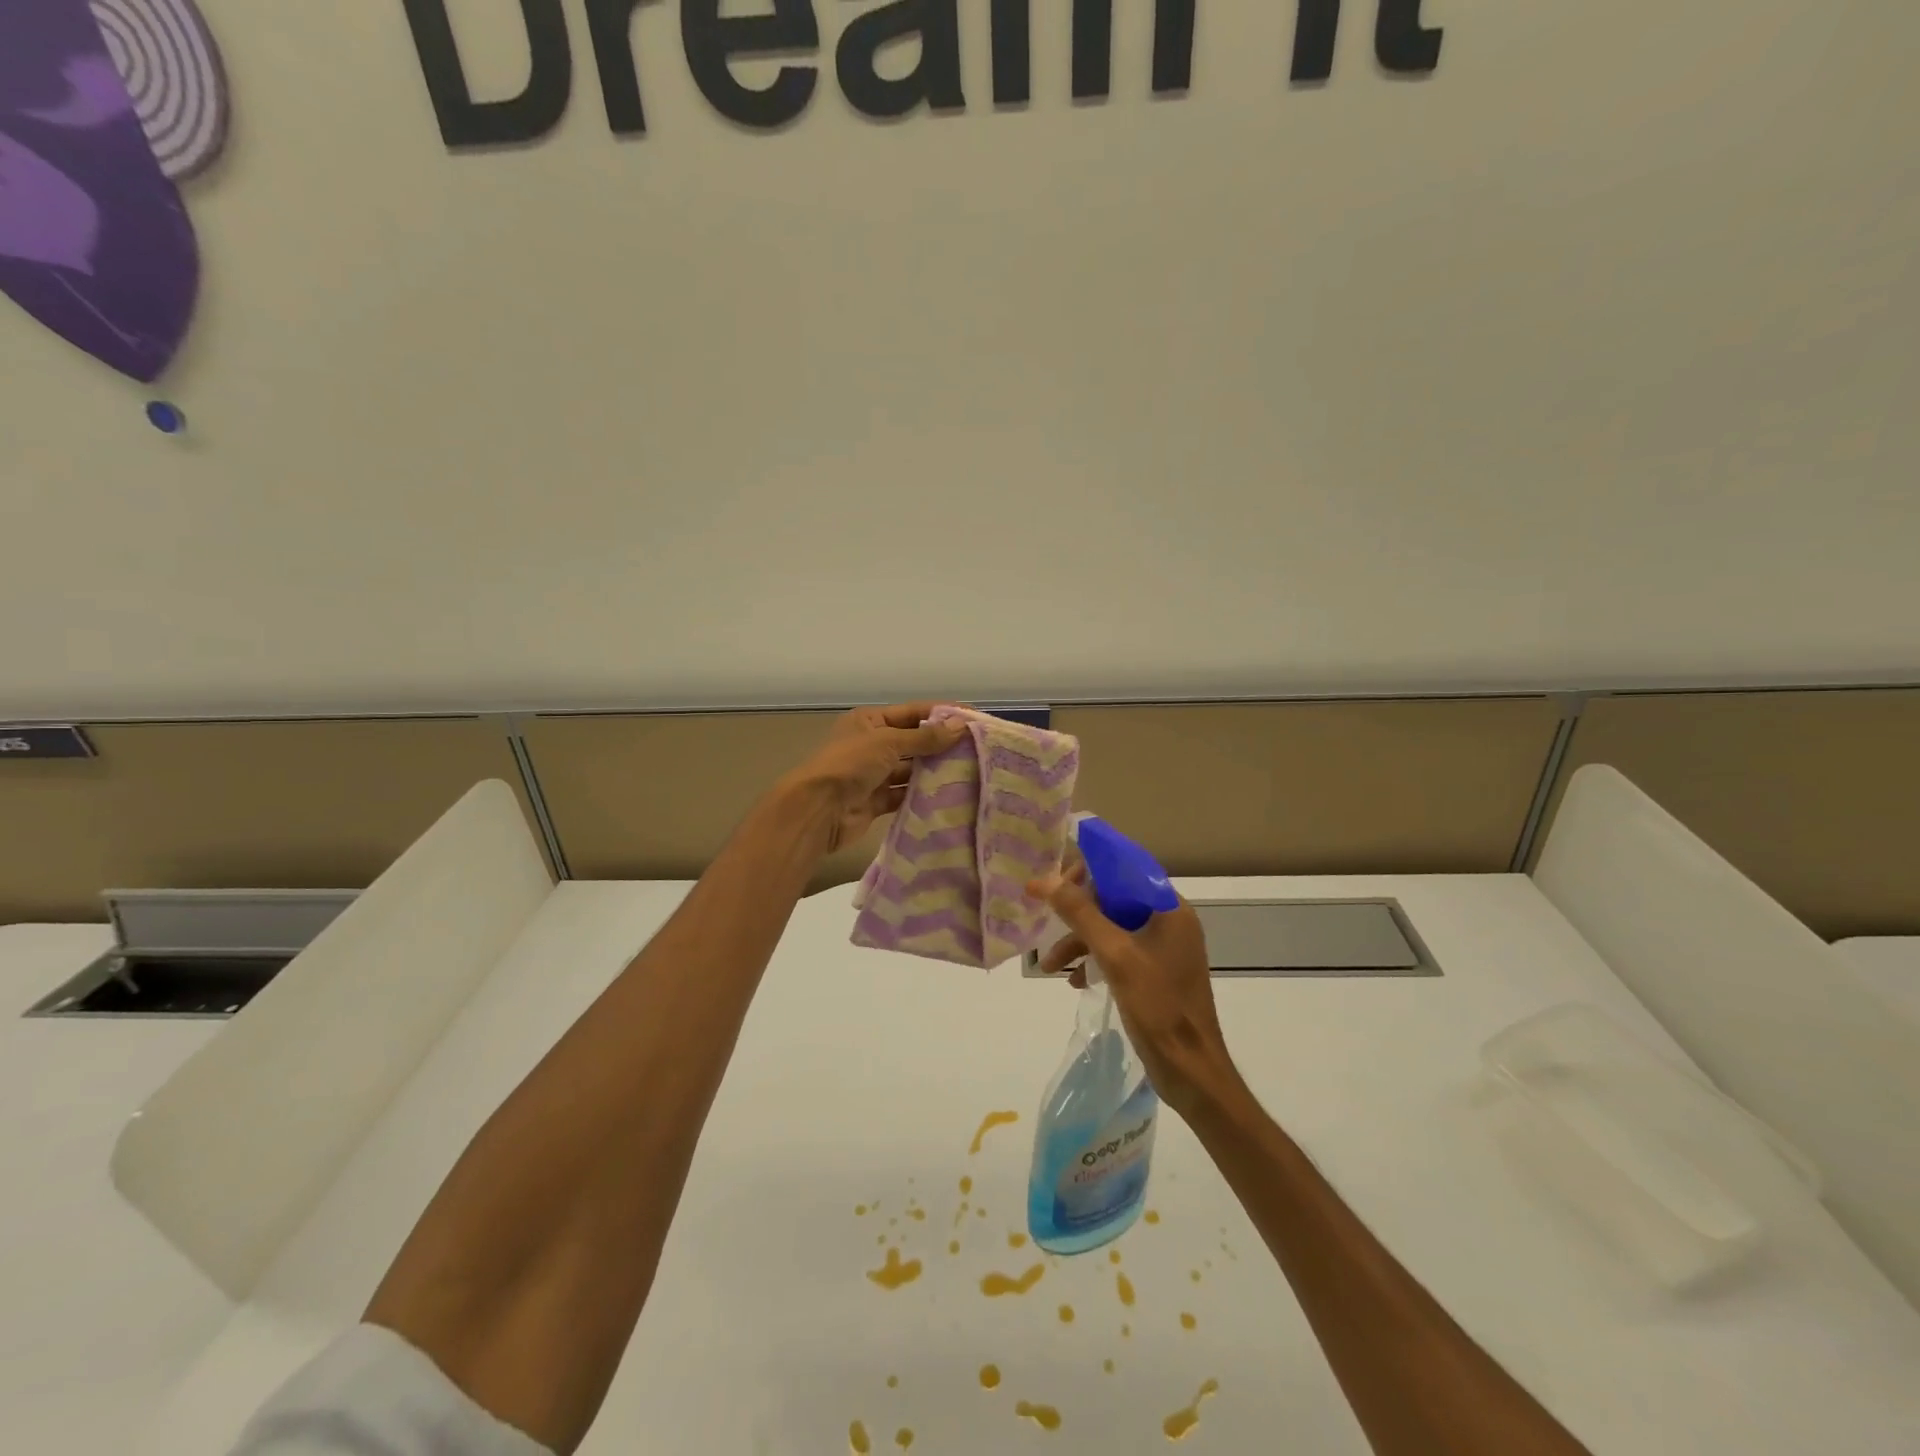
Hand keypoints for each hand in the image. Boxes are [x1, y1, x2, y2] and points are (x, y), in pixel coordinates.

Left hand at [783, 702, 967, 853]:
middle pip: (914, 742)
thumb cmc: (850, 765)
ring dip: (934, 772)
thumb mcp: (888, 742)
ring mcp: (873, 775)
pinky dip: (922, 795)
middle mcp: (871, 745)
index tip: (973, 720)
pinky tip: (948, 797)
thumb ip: (925, 737)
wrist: (818, 810)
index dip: (942, 714)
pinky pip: (904, 795)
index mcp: (869, 721)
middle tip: (977, 751)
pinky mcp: (876, 801)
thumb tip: (960, 725)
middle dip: (941, 745)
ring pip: (910, 770)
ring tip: (969, 774)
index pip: (913, 712)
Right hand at [1029, 865, 1240, 1117]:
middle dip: (1078, 913)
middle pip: (1115, 899)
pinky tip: (1075, 980)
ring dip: (1080, 941)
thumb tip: (1044, 879)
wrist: (1191, 1071)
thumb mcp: (1114, 955)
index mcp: (1169, 909)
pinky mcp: (1157, 974)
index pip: (1125, 870)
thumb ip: (1079, 913)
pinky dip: (1096, 960)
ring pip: (1113, 929)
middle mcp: (1169, 922)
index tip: (1056, 882)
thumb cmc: (1158, 1005)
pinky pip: (1120, 953)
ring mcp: (1164, 950)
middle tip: (1047, 921)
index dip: (1089, 870)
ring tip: (1049, 965)